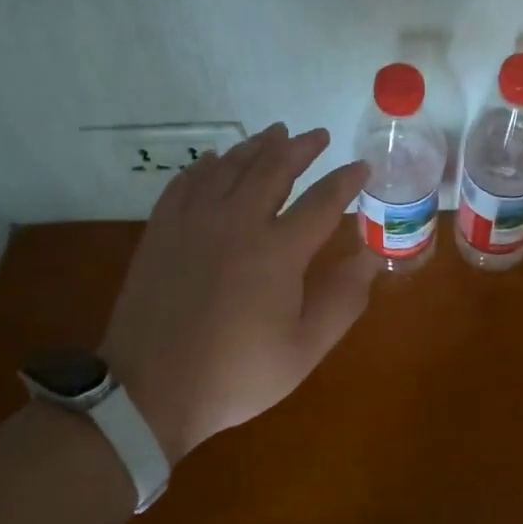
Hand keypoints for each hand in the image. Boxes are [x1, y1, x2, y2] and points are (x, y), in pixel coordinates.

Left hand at [99, 124, 375, 461]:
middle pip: (274, 167)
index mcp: (278, 251)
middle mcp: (237, 221)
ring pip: (231, 166)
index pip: (323, 201)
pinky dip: (207, 165)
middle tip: (318, 136)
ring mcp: (194, 221)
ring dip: (258, 146)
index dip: (346, 180)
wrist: (151, 390)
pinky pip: (187, 181)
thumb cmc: (237, 374)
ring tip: (276, 133)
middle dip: (302, 148)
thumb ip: (343, 299)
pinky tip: (216, 160)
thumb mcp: (304, 349)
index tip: (361, 166)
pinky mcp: (162, 229)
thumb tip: (371, 257)